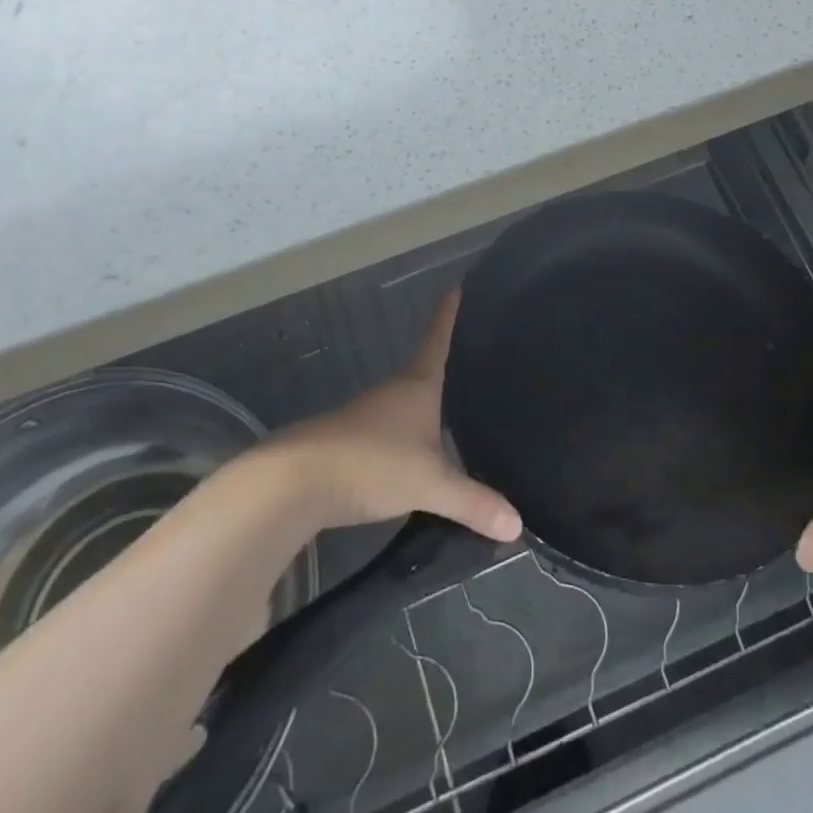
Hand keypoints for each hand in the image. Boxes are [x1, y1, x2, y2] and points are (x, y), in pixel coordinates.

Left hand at [281, 290, 522, 541]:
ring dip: (425, 408)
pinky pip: (390, 434)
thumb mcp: (430, 483)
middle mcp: (392, 393)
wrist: (294, 483)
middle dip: (443, 365)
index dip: (448, 315)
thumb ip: (474, 503)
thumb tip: (519, 525)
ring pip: (406, 406)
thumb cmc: (371, 463)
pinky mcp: (349, 444)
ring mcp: (367, 418)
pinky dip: (407, 440)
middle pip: (423, 370)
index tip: (456, 287)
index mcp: (416, 385)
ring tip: (452, 413)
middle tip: (472, 358)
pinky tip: (416, 458)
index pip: (437, 339)